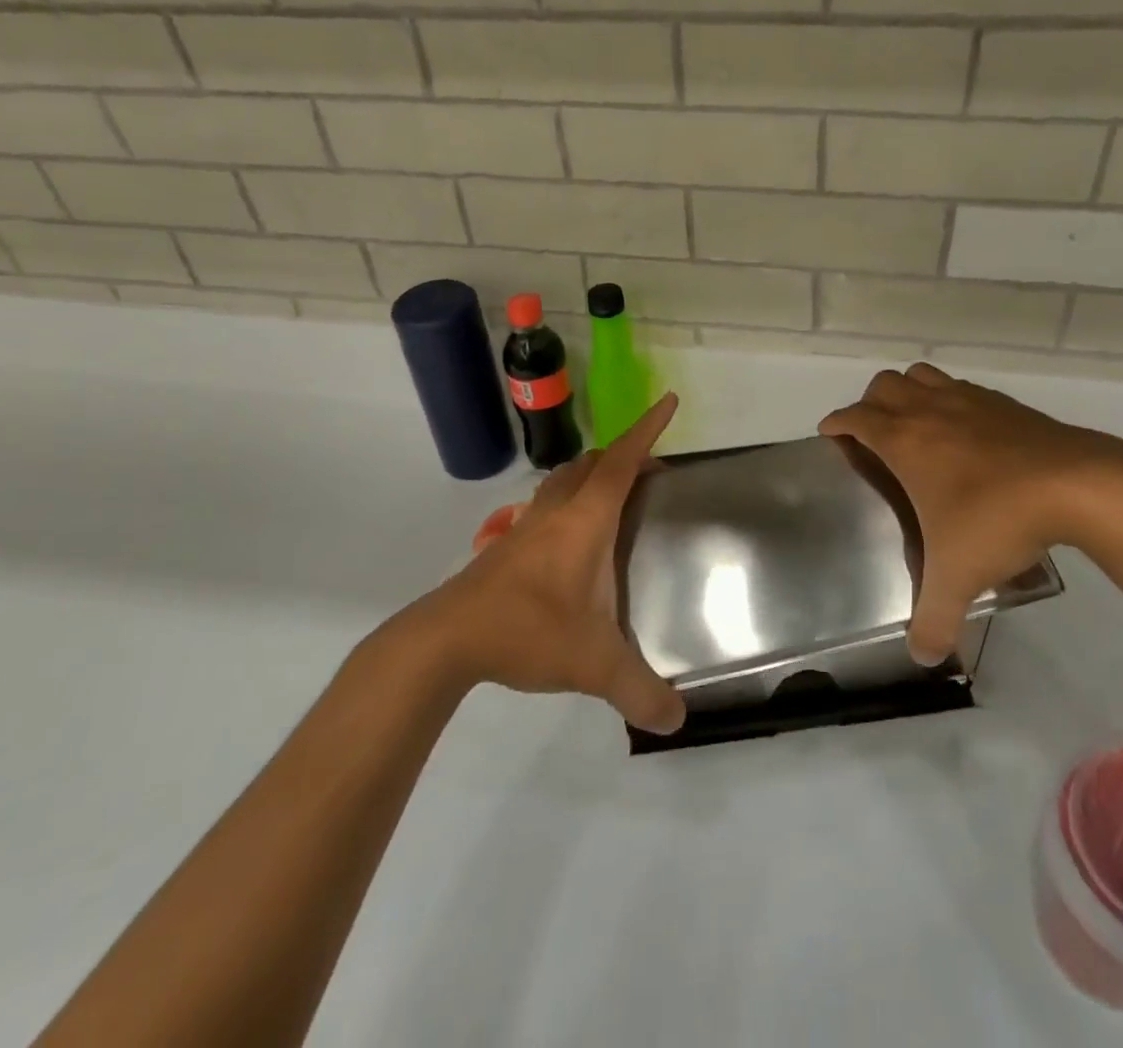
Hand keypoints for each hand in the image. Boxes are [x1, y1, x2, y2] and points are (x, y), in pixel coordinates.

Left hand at [415, 393, 685, 734]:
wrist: (446, 640)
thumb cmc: (528, 631)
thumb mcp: (593, 664)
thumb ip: (638, 691)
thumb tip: (676, 721)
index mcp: (586, 519)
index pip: (624, 461)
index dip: (648, 429)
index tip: (669, 402)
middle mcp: (558, 510)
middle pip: (594, 462)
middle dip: (625, 455)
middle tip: (652, 473)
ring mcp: (527, 525)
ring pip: (564, 479)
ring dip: (592, 476)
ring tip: (615, 498)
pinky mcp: (507, 545)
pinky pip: (547, 506)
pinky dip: (568, 502)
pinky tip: (572, 541)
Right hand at [821, 363, 1122, 666]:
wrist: (1076, 485)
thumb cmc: (997, 519)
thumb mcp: (958, 577)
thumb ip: (934, 619)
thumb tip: (922, 657)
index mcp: (905, 441)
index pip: (856, 417)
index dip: (838, 422)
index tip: (830, 432)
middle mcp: (930, 410)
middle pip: (885, 385)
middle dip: (871, 403)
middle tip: (874, 435)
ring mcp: (969, 400)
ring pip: (923, 375)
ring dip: (909, 391)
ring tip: (915, 424)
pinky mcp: (1004, 403)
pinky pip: (962, 387)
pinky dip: (950, 399)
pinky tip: (967, 432)